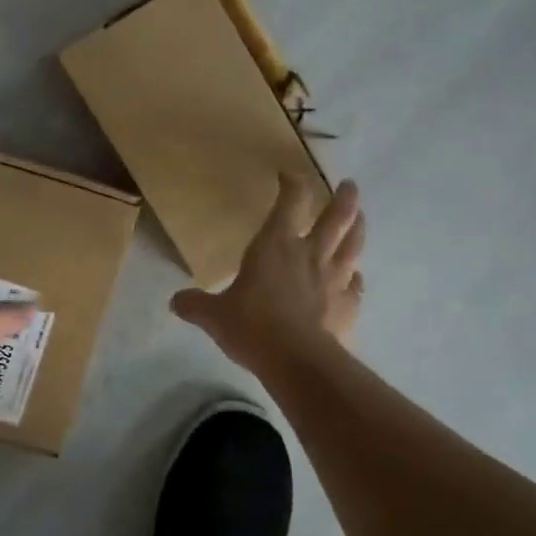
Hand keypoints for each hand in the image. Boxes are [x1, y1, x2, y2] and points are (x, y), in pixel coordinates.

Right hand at [171, 175, 365, 372]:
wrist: (297, 360)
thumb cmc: (253, 327)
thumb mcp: (214, 316)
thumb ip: (196, 305)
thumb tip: (174, 301)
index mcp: (276, 245)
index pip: (289, 202)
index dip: (292, 184)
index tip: (289, 175)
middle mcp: (310, 254)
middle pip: (335, 217)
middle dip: (343, 198)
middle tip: (350, 185)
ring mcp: (335, 279)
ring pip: (353, 244)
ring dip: (358, 227)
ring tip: (361, 217)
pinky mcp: (349, 305)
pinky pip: (357, 285)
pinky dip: (357, 279)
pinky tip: (356, 278)